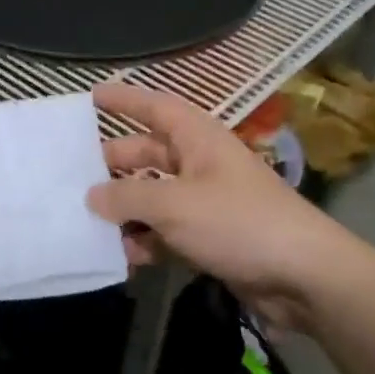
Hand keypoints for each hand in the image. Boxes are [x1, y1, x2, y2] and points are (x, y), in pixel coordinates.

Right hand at [90, 82, 371, 333]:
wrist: (304, 278)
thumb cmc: (238, 223)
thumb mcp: (174, 204)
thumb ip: (127, 196)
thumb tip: (92, 196)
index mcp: (197, 139)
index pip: (155, 107)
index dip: (124, 99)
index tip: (91, 95)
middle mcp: (199, 164)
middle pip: (146, 154)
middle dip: (111, 164)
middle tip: (70, 175)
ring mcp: (205, 202)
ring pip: (152, 196)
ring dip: (124, 209)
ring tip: (85, 222)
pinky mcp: (208, 238)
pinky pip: (164, 231)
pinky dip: (144, 240)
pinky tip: (120, 256)